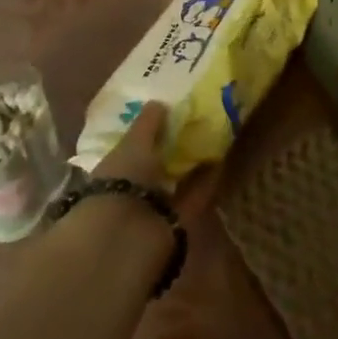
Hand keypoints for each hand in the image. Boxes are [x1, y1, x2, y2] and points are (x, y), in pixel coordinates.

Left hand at [91, 103, 217, 216]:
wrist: (127, 236)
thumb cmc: (122, 180)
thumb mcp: (133, 144)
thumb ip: (147, 124)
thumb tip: (159, 102)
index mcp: (114, 168)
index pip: (133, 146)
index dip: (150, 130)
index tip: (171, 110)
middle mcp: (134, 188)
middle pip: (157, 165)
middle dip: (174, 147)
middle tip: (199, 120)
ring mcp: (156, 208)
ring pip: (177, 182)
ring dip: (193, 164)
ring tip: (216, 136)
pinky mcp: (179, 223)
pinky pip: (194, 197)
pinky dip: (207, 181)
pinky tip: (223, 158)